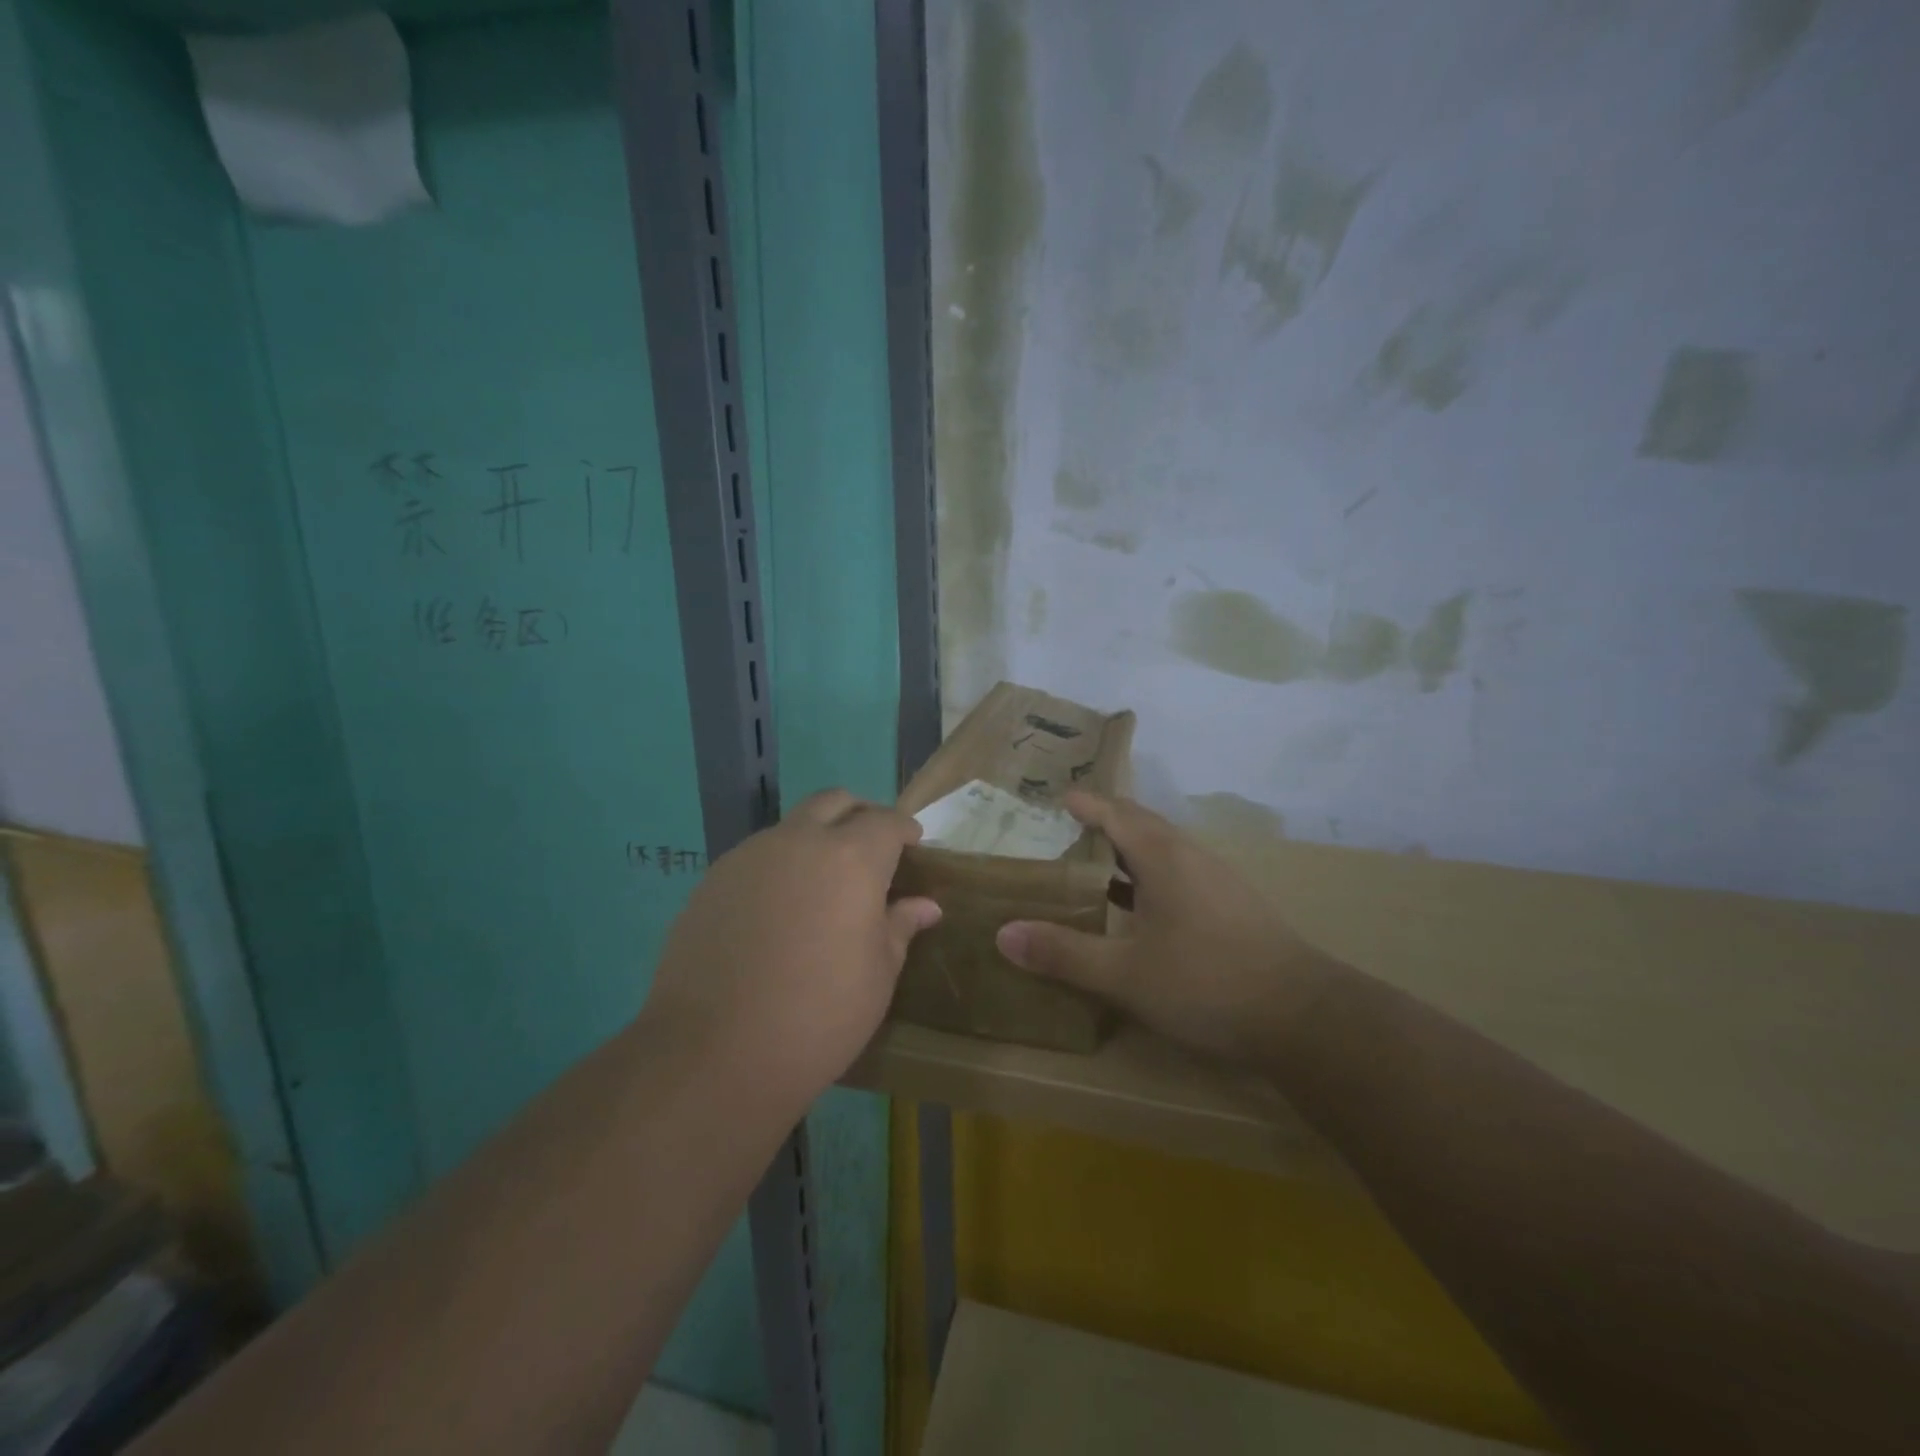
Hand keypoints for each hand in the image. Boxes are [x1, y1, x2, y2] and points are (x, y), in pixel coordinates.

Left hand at [642, 790, 940, 1106]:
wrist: (713, 1053)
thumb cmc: (818, 1015)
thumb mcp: (877, 975)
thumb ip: (899, 927)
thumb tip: (924, 905)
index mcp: (851, 858)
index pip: (886, 822)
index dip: (903, 830)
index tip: (912, 847)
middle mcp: (799, 841)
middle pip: (836, 802)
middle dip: (860, 816)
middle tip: (871, 851)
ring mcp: (750, 856)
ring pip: (792, 826)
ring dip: (816, 839)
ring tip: (823, 884)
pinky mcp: (713, 879)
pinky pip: (757, 855)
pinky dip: (780, 865)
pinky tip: (779, 910)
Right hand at [995, 791, 1342, 1065]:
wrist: (1303, 1017)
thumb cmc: (1207, 983)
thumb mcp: (1125, 973)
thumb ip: (1064, 953)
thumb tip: (1003, 934)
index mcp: (1162, 857)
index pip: (1115, 813)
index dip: (1085, 804)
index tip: (1056, 797)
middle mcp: (1190, 856)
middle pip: (1140, 824)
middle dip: (1104, 821)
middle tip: (1066, 828)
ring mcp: (1217, 880)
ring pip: (1163, 850)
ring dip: (1127, 850)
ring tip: (1093, 865)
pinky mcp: (1233, 906)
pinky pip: (1179, 873)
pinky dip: (1148, 875)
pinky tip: (1139, 908)